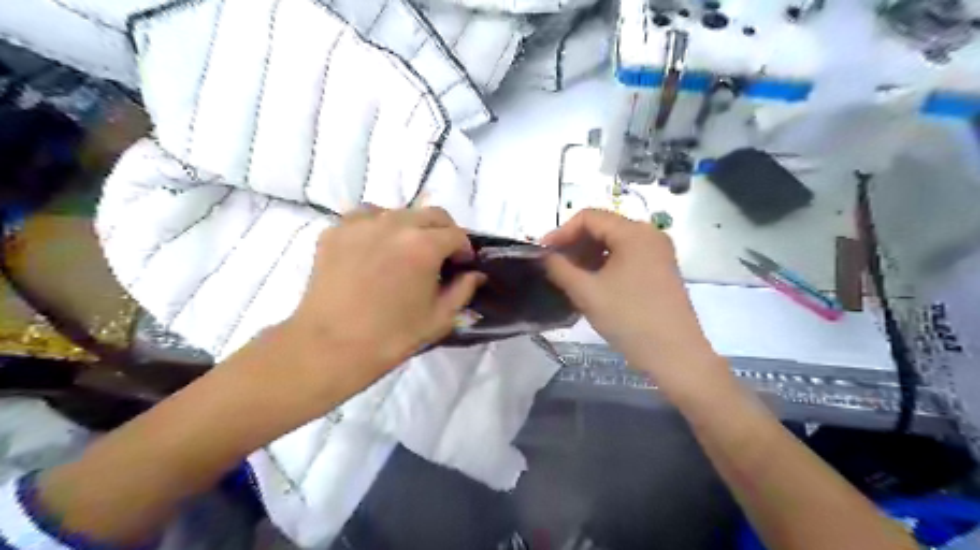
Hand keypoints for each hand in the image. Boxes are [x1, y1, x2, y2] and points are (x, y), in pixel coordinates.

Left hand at [275, 206, 481, 398]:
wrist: (329, 347)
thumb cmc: (391, 337)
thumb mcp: (439, 319)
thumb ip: (463, 290)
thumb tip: (474, 274)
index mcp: (423, 245)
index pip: (456, 234)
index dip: (464, 250)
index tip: (462, 265)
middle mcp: (395, 224)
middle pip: (431, 214)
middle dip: (444, 232)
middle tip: (441, 256)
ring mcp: (361, 224)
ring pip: (398, 212)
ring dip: (411, 227)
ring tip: (405, 251)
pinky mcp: (335, 231)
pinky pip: (365, 217)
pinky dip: (378, 226)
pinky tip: (375, 248)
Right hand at [544, 209, 725, 395]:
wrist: (675, 356)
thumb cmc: (629, 319)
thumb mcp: (587, 293)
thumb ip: (560, 268)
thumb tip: (544, 256)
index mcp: (634, 233)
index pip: (589, 217)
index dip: (561, 232)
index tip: (542, 253)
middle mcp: (649, 234)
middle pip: (603, 227)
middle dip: (574, 244)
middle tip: (554, 265)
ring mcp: (658, 252)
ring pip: (614, 243)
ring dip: (588, 255)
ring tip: (569, 276)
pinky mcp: (661, 269)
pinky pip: (626, 256)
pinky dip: (605, 264)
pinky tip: (592, 283)